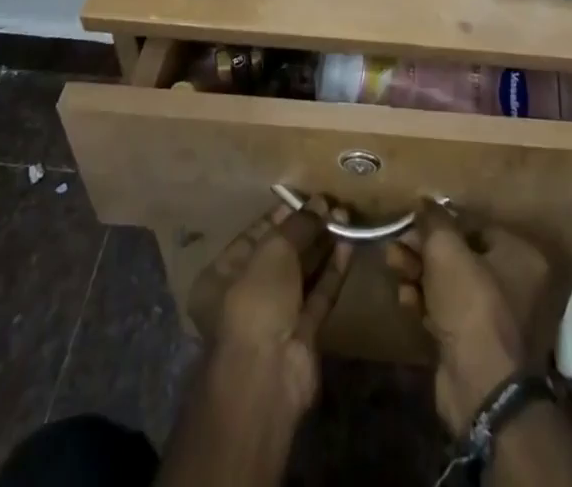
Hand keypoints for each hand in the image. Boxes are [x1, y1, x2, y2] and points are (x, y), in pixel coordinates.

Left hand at [186, 199, 353, 421]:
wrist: (267, 376)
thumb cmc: (256, 301)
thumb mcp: (273, 250)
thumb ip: (298, 225)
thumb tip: (321, 203)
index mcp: (222, 275)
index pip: (254, 235)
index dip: (281, 215)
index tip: (307, 197)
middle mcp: (245, 295)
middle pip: (280, 254)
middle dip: (306, 229)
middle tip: (332, 205)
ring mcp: (275, 317)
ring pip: (302, 274)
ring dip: (323, 246)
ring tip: (346, 217)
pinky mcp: (302, 334)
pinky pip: (318, 294)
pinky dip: (333, 270)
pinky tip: (349, 244)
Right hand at [387, 206, 559, 434]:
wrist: (479, 387)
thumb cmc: (471, 305)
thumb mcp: (446, 251)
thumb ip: (434, 220)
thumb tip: (424, 200)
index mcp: (520, 256)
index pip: (477, 226)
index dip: (442, 222)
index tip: (414, 220)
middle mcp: (515, 284)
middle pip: (461, 254)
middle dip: (424, 248)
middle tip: (397, 243)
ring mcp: (495, 317)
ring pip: (450, 283)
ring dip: (419, 272)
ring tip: (393, 264)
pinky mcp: (474, 343)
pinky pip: (447, 311)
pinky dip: (425, 301)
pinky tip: (404, 297)